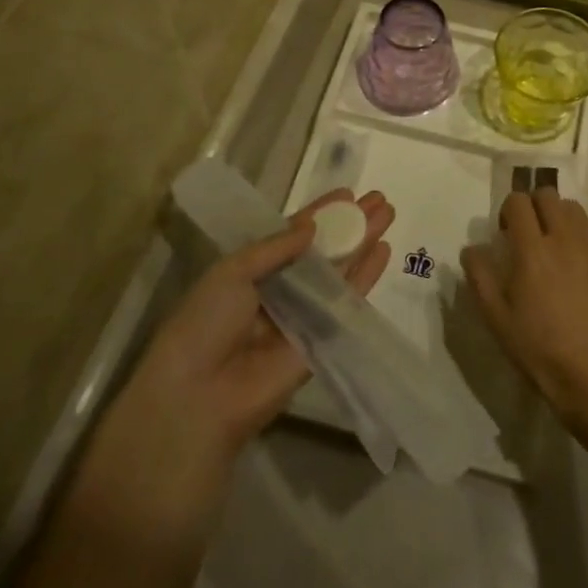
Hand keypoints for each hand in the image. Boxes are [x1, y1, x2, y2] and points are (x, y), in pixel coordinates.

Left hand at [79, 189, 393, 532]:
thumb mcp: (232, 271)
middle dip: (351, 224)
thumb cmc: (205, 322)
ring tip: (388, 213)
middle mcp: (282, 288)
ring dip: (364, 242)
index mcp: (254, 270)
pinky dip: (366, 277)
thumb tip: (313, 227)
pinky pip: (347, 301)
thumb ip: (276, 247)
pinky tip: (384, 251)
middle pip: (324, 249)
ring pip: (340, 270)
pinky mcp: (322, 338)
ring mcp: (304, 313)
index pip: (294, 234)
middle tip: (379, 199)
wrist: (199, 393)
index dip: (321, 214)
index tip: (348, 193)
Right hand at [462, 189, 587, 447]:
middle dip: (534, 206)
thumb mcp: (497, 319)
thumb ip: (480, 277)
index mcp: (531, 249)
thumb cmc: (540, 351)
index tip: (506, 233)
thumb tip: (472, 247)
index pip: (518, 201)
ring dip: (562, 217)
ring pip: (576, 209)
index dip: (508, 210)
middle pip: (548, 195)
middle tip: (530, 235)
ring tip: (559, 245)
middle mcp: (564, 239)